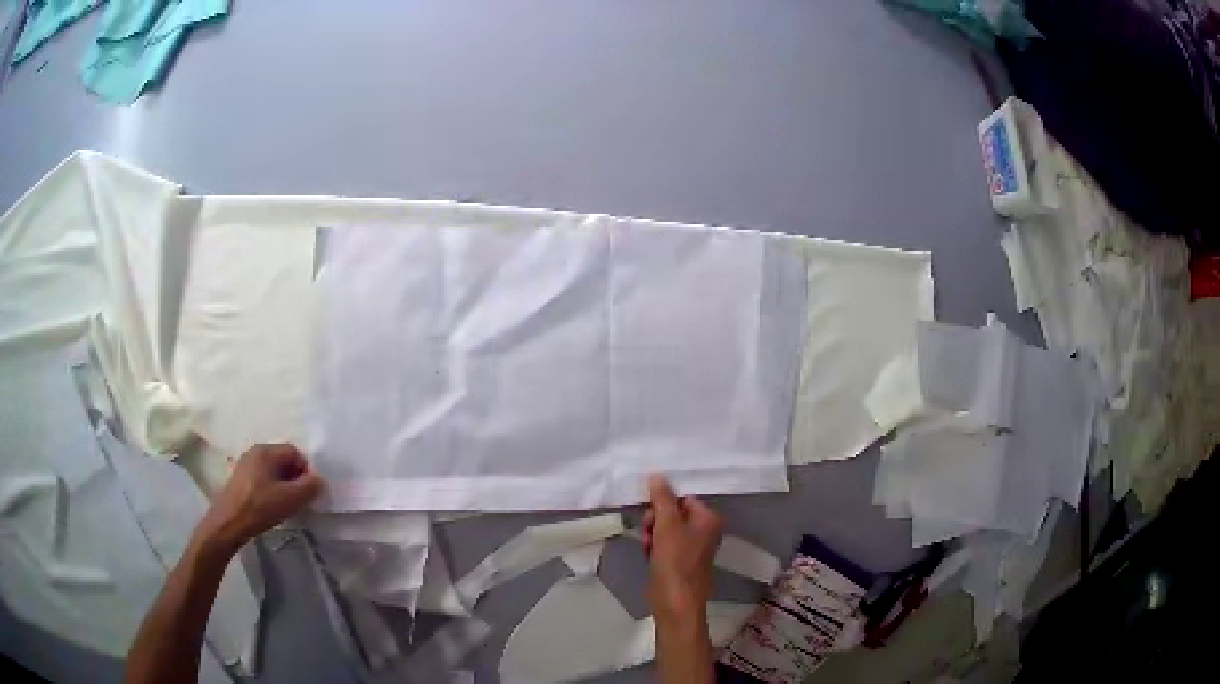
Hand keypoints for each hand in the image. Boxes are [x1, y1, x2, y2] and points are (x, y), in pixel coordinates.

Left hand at [196, 444, 325, 553]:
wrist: (228, 523)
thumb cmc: (261, 507)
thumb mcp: (291, 498)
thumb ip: (310, 486)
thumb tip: (320, 480)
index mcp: (266, 450)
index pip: (295, 452)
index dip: (306, 471)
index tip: (308, 493)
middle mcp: (254, 451)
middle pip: (283, 460)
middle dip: (295, 478)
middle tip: (299, 500)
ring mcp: (245, 464)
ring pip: (273, 471)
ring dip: (283, 485)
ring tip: (285, 505)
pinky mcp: (239, 479)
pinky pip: (262, 478)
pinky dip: (271, 489)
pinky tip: (270, 506)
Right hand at [643, 474, 722, 619]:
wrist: (675, 602)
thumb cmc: (675, 562)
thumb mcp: (666, 526)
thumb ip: (661, 499)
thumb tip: (657, 475)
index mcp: (709, 519)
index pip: (683, 498)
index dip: (663, 504)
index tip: (650, 513)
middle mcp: (705, 530)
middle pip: (673, 513)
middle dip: (656, 521)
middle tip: (649, 533)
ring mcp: (692, 547)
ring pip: (666, 529)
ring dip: (653, 534)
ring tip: (648, 547)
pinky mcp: (680, 561)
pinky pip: (664, 544)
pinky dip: (655, 547)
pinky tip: (649, 556)